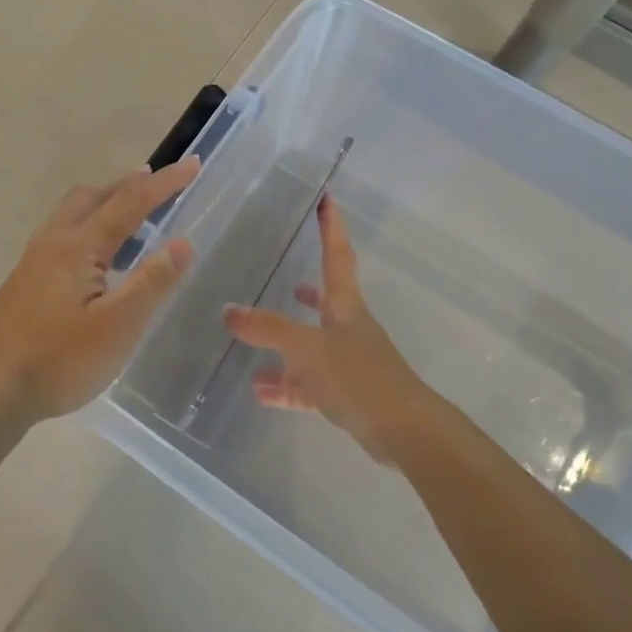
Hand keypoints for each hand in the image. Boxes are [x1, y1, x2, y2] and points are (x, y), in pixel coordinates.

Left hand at [0, 158, 200, 420]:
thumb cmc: (57, 360)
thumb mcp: (117, 326)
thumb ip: (151, 282)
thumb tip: (183, 242)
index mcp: (78, 247)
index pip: (129, 202)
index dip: (164, 182)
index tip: (193, 165)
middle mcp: (52, 243)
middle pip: (92, 196)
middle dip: (128, 185)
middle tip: (158, 185)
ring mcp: (32, 262)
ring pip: (71, 214)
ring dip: (104, 203)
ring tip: (131, 217)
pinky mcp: (22, 282)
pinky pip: (61, 235)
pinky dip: (87, 227)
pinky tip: (95, 261)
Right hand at [224, 197, 434, 459]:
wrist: (403, 431)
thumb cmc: (358, 377)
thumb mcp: (307, 348)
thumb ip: (268, 329)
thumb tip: (228, 310)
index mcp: (345, 308)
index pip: (337, 257)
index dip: (331, 228)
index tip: (328, 200)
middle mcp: (348, 330)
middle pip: (325, 303)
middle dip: (308, 292)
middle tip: (289, 280)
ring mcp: (349, 364)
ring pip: (311, 348)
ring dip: (284, 347)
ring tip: (253, 345)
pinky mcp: (347, 396)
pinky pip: (308, 385)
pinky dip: (285, 386)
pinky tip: (260, 391)